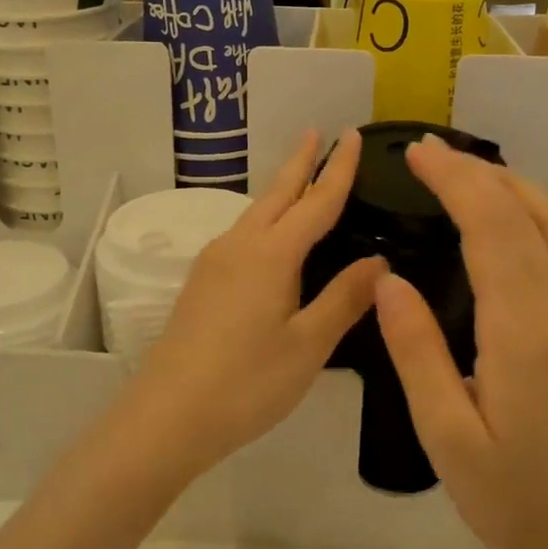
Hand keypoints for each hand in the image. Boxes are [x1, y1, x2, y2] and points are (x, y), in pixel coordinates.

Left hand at [120, 128, 383, 480]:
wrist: (167, 415)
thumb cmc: (247, 382)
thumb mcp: (308, 344)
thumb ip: (345, 298)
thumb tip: (380, 261)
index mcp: (272, 253)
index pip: (316, 200)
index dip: (338, 168)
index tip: (353, 135)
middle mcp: (240, 244)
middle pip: (277, 193)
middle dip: (301, 162)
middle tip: (319, 132)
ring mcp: (214, 262)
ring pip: (256, 212)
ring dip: (281, 190)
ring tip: (301, 177)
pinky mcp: (201, 282)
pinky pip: (242, 234)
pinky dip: (266, 219)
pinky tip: (271, 236)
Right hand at [373, 136, 547, 548]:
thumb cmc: (512, 495)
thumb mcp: (447, 434)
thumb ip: (417, 352)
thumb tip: (389, 280)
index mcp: (523, 330)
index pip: (492, 228)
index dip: (455, 181)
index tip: (414, 154)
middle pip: (526, 212)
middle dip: (475, 171)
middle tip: (424, 151)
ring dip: (508, 184)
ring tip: (459, 170)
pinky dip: (529, 209)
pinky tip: (501, 215)